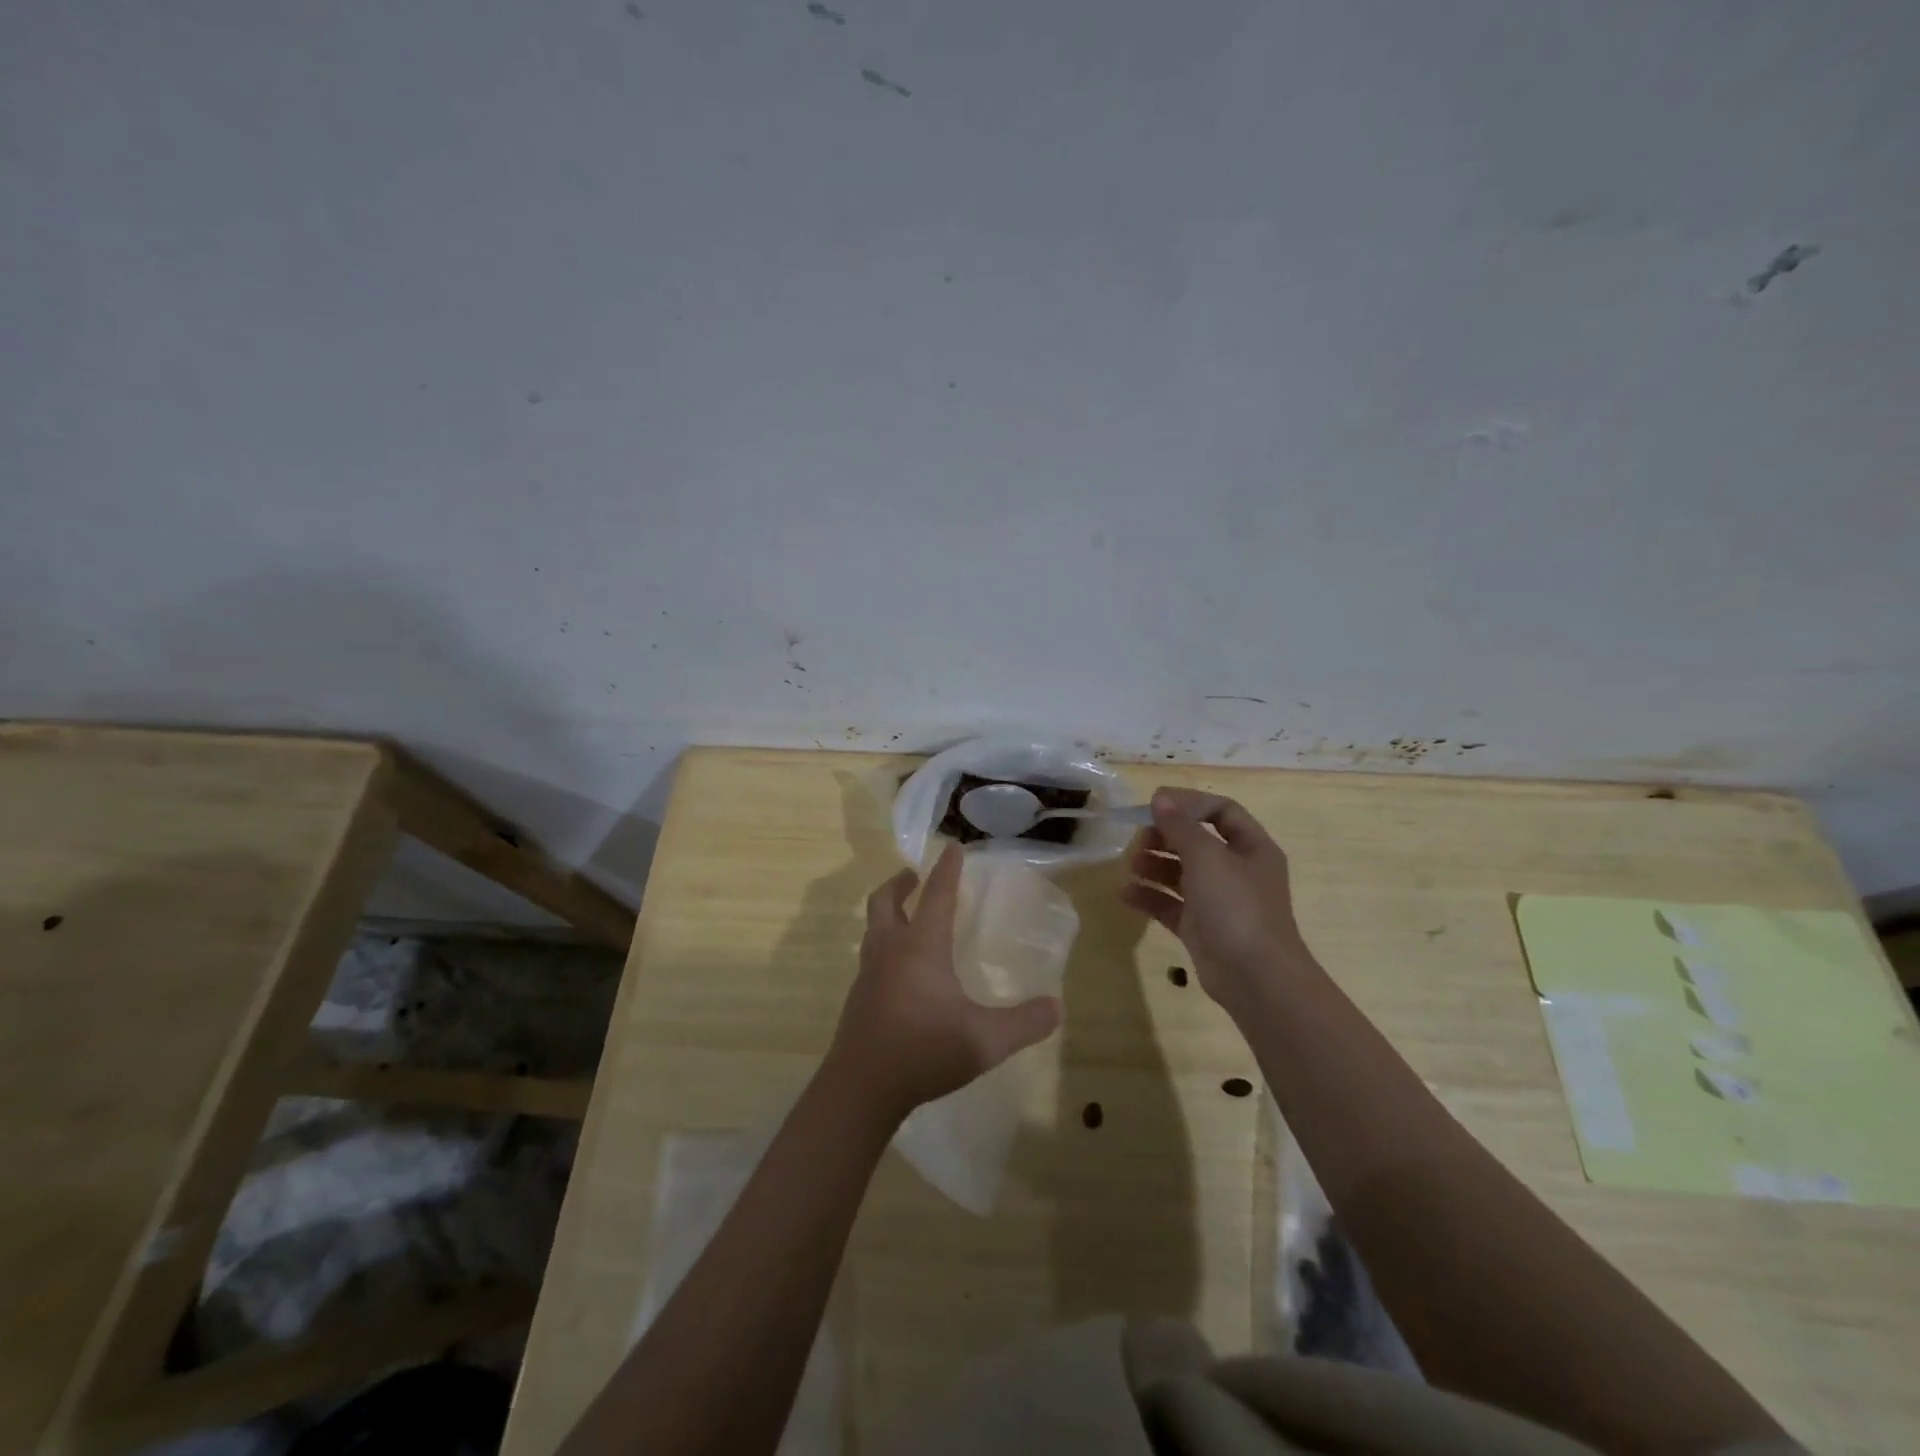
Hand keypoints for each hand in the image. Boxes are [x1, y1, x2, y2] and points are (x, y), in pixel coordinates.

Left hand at [827, 844, 1062, 1121]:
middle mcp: (890, 950)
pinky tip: (898, 969)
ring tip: (904, 915)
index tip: (952, 848)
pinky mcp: (858, 998)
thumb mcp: (985, 1040)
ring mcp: (869, 974)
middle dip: (901, 883)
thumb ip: (1025, 1022)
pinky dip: (883, 944)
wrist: (861, 1088)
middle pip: (886, 901)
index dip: (947, 870)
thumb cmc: (924, 1052)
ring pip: (873, 927)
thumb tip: (1058, 1007)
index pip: (937, 896)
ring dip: (887, 911)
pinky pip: (870, 956)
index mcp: (921, 947)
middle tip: (913, 876)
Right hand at [1122, 787, 1312, 1014]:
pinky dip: (1150, 897)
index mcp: (1251, 848)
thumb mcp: (1206, 857)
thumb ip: (1180, 826)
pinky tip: (1126, 894)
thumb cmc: (1236, 906)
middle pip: (1197, 842)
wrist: (1255, 978)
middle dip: (1165, 837)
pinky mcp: (1201, 928)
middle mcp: (1237, 871)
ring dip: (1154, 865)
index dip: (1189, 803)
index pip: (1222, 811)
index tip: (1155, 804)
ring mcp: (1219, 901)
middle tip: (1138, 839)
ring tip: (1130, 865)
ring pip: (1182, 873)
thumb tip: (1160, 798)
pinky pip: (1171, 904)